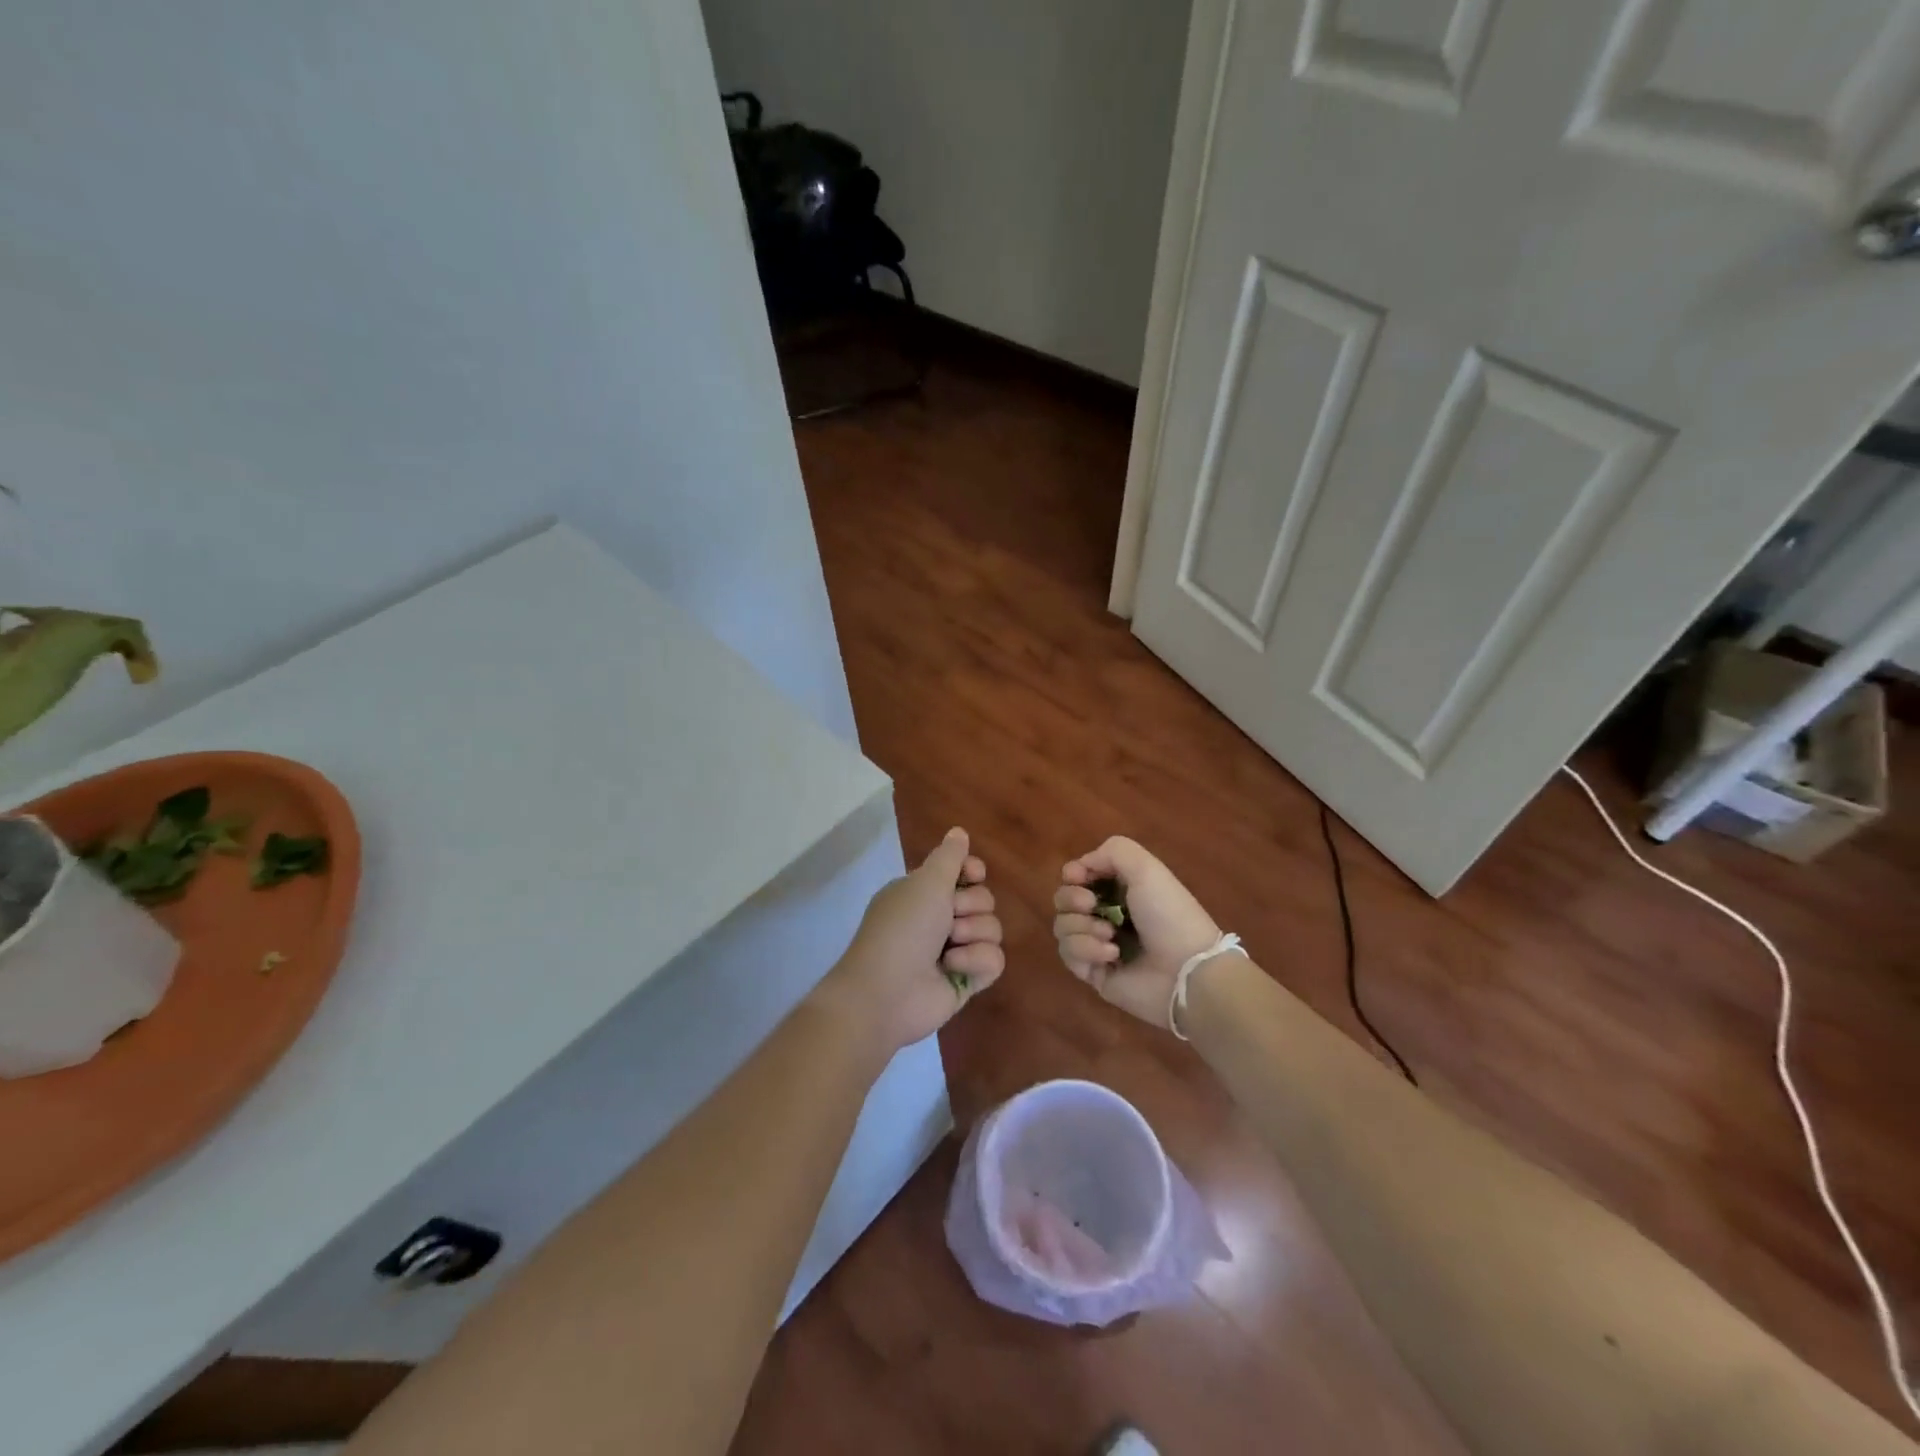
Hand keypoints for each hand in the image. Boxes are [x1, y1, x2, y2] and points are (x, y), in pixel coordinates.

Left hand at [818, 828, 1003, 1054]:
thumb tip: (959, 831)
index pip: (963, 873)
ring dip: (973, 934)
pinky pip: (994, 960)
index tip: (973, 874)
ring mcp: (955, 951)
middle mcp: (939, 919)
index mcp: (923, 893)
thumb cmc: (903, 928)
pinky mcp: (966, 981)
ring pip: (992, 929)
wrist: (887, 992)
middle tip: (949, 918)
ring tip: (948, 948)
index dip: (972, 871)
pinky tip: (954, 968)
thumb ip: (949, 857)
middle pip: (983, 899)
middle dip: (970, 906)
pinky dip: (976, 961)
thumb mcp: (925, 882)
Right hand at [1053, 836, 1221, 1029]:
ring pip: (1062, 927)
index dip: (1072, 874)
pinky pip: (1069, 955)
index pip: (1078, 876)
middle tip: (1091, 905)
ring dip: (1081, 927)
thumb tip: (1081, 867)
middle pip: (1063, 900)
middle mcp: (1106, 914)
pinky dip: (1087, 951)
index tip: (1077, 877)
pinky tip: (1112, 955)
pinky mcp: (1093, 973)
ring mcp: (1097, 944)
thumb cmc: (1168, 914)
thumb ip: (1112, 851)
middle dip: (1071, 899)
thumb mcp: (1146, 868)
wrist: (1185, 970)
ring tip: (1110, 936)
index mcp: (1120, 888)